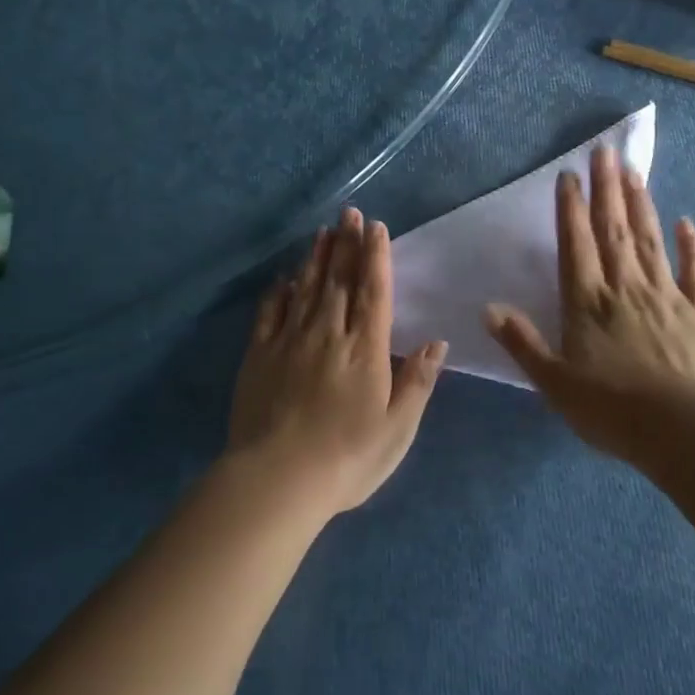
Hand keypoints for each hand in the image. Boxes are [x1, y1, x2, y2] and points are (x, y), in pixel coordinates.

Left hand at [226, 207, 447, 518]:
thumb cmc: (347, 459)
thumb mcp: (397, 429)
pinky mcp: (258, 356)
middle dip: (346, 244)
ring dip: (316, 258)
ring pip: (306, 289)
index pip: (373, 292)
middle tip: (349, 213)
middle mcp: (328, 335)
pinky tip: (285, 277)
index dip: (375, 257)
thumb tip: (436, 343)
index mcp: (365, 350)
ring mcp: (289, 342)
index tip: (375, 227)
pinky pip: (270, 313)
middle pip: (339, 281)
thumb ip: (417, 382)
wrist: (277, 480)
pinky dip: (280, 291)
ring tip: (323, 231)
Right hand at [483, 143, 694, 459]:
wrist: (680, 431)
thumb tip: (488, 309)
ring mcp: (666, 295)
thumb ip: (522, 343)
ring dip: (641, 204)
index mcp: (587, 302)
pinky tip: (686, 222)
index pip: (576, 244)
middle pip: (614, 230)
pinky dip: (691, 245)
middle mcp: (625, 288)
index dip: (571, 209)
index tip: (569, 175)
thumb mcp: (553, 382)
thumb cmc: (610, 409)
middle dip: (606, 189)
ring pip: (650, 240)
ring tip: (634, 171)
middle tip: (605, 152)